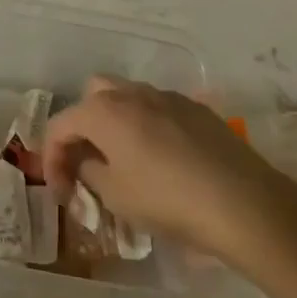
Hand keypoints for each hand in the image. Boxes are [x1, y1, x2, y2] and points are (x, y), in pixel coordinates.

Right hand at [42, 76, 296, 271]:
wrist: (244, 204)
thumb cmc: (167, 200)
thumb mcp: (114, 195)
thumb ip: (89, 171)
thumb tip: (88, 161)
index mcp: (103, 111)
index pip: (60, 125)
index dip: (52, 158)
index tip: (60, 191)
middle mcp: (131, 93)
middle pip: (92, 95)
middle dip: (83, 125)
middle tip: (88, 159)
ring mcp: (168, 97)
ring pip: (128, 97)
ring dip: (117, 122)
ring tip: (124, 158)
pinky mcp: (198, 110)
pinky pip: (160, 109)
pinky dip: (149, 127)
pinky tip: (162, 159)